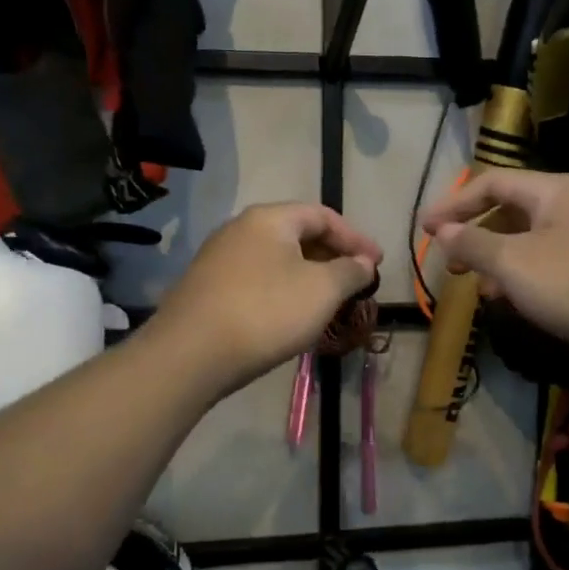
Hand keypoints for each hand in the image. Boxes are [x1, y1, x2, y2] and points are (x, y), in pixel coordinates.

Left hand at [148, 203, 382, 397]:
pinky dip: (283, 290)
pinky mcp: (207, 288)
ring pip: (277, 260)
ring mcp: (219, 259)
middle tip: (356, 282)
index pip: (323, 215)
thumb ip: (350, 271)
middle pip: (298, 234)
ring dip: (308, 276)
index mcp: (269, 219)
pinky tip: (292, 316)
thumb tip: (364, 262)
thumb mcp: (322, 290)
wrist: (191, 354)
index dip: (356, 238)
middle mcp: (240, 229)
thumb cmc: (266, 312)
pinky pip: (257, 280)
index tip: (378, 263)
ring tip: (329, 301)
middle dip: (332, 257)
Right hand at [420, 171, 568, 388]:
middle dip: (475, 235)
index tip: (424, 230)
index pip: (490, 183)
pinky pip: (550, 264)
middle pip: (510, 210)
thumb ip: (474, 244)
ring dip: (499, 261)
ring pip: (530, 241)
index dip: (453, 205)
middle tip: (450, 264)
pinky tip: (517, 303)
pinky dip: (525, 278)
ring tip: (480, 288)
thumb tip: (442, 231)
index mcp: (551, 191)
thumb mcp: (514, 264)